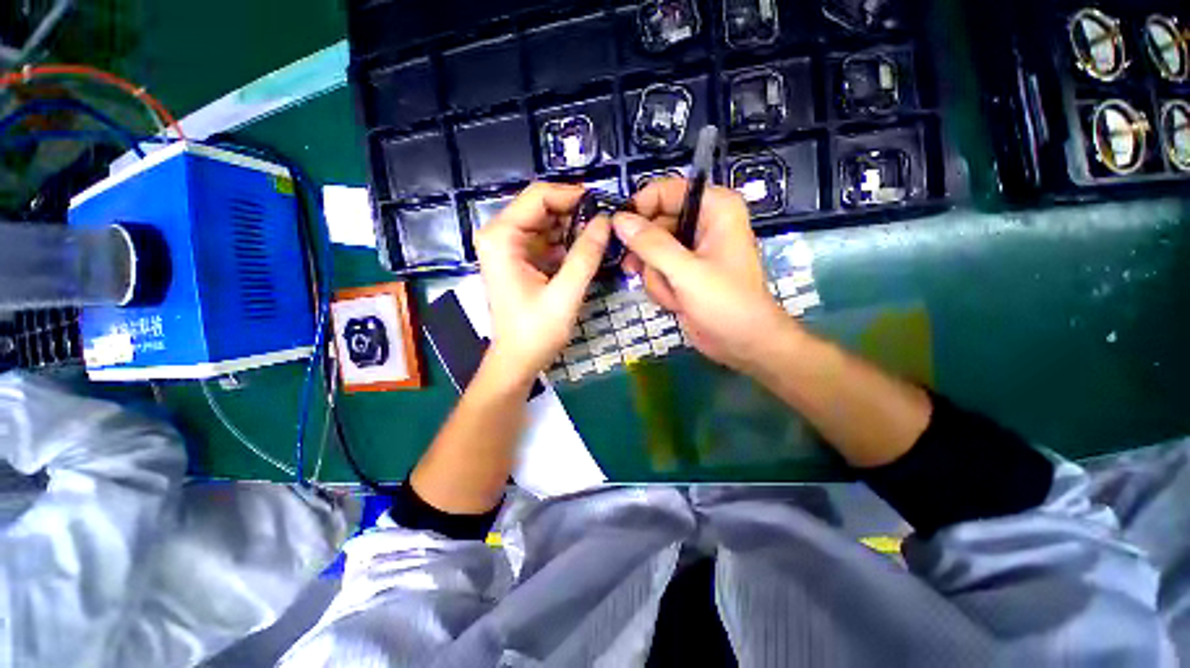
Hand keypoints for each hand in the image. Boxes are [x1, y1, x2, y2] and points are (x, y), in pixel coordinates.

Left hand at [475, 182, 609, 384]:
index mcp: (502, 237)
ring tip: (602, 238)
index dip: (573, 196)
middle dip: (576, 213)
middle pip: (543, 206)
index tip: (604, 206)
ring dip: (574, 228)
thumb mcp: (565, 294)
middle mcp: (500, 234)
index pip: (539, 196)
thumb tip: (606, 220)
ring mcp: (510, 247)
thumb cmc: (535, 332)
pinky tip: (587, 252)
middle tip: (608, 224)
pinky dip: (568, 243)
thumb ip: (586, 255)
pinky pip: (548, 240)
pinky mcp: (521, 259)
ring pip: (548, 222)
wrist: (518, 361)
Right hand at [616, 178, 794, 372]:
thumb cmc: (725, 303)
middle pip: (653, 223)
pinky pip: (655, 269)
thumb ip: (651, 244)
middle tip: (638, 271)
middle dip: (648, 255)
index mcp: (714, 208)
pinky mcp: (682, 271)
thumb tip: (619, 220)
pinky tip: (675, 302)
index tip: (620, 230)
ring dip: (655, 277)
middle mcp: (701, 223)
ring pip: (649, 251)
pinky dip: (660, 287)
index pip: (666, 191)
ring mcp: (690, 250)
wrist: (742, 342)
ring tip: (674, 294)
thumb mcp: (686, 272)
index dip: (641, 208)